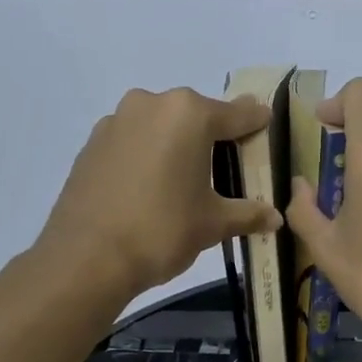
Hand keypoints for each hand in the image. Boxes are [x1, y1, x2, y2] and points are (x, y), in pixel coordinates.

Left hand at [39, 87, 281, 299]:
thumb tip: (275, 218)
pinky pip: (133, 141)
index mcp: (189, 114)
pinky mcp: (92, 143)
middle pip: (196, 115)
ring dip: (176, 144)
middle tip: (228, 162)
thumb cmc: (162, 230)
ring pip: (160, 125)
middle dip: (214, 135)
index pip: (237, 115)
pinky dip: (147, 154)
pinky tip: (150, 185)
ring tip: (186, 178)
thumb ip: (247, 214)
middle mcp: (152, 104)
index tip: (267, 124)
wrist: (86, 257)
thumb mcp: (212, 224)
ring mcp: (116, 121)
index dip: (256, 123)